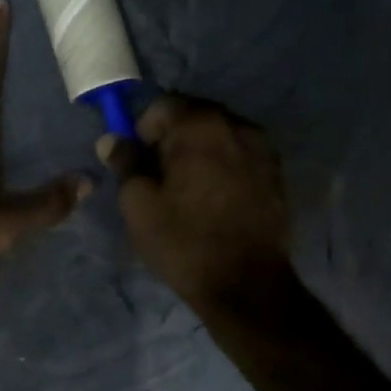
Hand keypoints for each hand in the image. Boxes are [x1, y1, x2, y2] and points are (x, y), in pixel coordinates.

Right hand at [99, 96, 291, 312]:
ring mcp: (263, 149)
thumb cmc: (184, 241)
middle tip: (159, 175)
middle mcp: (237, 125)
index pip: (163, 105)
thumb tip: (113, 139)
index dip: (143, 129)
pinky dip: (223, 164)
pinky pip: (240, 154)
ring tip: (187, 188)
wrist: (247, 285)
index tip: (137, 161)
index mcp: (200, 125)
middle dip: (173, 137)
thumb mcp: (139, 203)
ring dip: (199, 150)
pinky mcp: (277, 173)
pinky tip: (214, 197)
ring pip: (219, 134)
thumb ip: (125, 162)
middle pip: (194, 115)